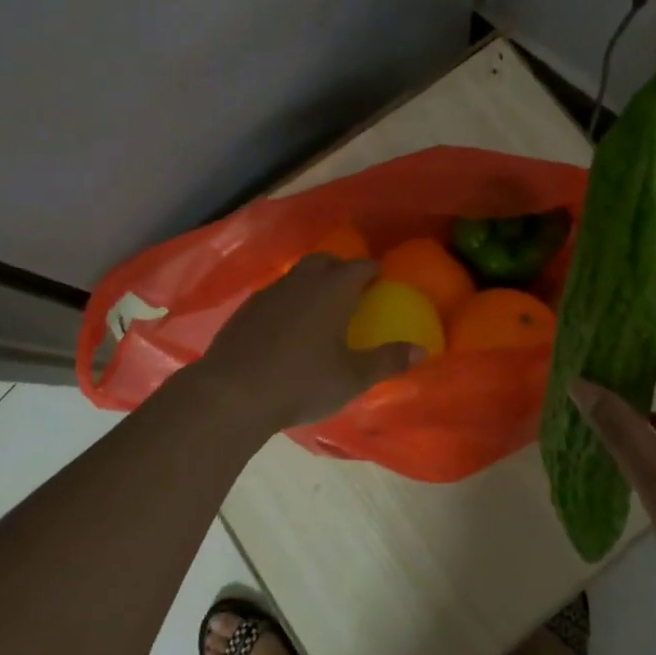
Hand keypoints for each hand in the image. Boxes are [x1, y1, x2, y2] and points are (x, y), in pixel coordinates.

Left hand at [193, 254, 422, 436]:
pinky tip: (287, 327)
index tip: (382, 282)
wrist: (232, 393)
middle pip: (326, 261)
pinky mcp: (246, 308)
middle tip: (352, 291)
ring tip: (320, 309)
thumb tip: (423, 349)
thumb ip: (388, 360)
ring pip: (298, 275)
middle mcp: (303, 281)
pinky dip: (289, 301)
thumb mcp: (352, 378)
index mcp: (333, 290)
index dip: (374, 271)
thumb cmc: (302, 382)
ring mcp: (270, 292)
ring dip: (313, 283)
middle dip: (342, 269)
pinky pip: (276, 293)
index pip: (361, 266)